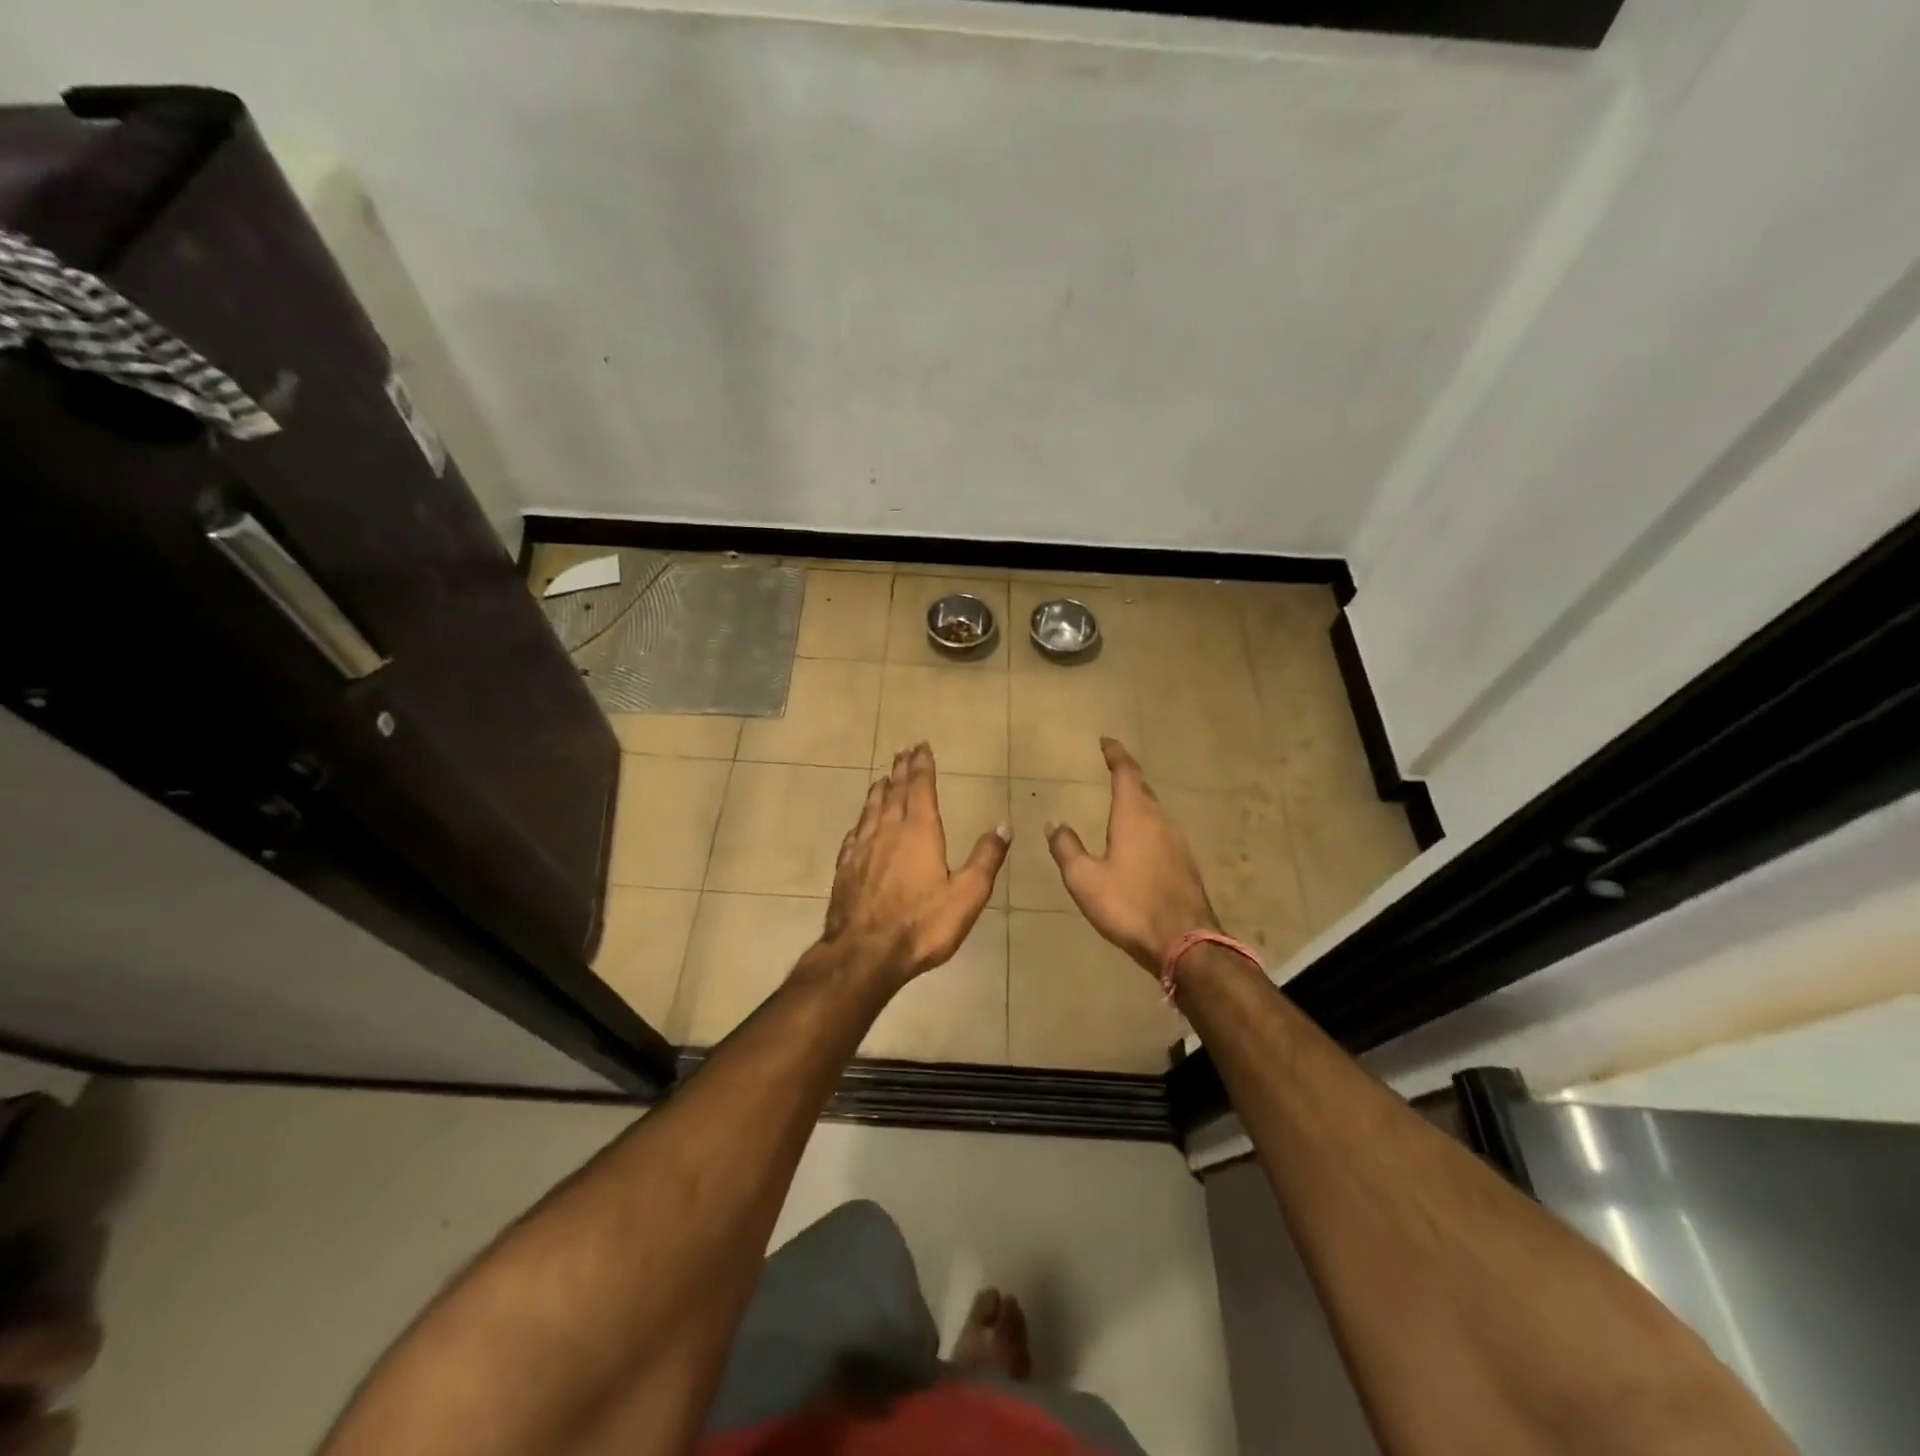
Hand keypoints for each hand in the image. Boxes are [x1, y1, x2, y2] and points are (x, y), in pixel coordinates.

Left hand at [822, 742, 1010, 984]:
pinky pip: (854, 834)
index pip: (920, 789)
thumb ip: (986, 858)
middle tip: (902, 752)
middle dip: (900, 771)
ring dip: (879, 791)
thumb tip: (1002, 825)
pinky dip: (861, 821)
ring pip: (871, 810)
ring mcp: (862, 849)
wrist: (864, 954)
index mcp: (919, 832)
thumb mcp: (967, 895)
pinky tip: (860, 824)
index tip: (921, 746)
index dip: (922, 767)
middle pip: (894, 793)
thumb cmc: (922, 924)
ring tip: (882, 779)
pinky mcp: (845, 869)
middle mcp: (888, 832)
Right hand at [1047, 737, 1219, 975]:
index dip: (1116, 755)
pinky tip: (1139, 847)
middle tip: (1112, 772)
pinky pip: (1163, 835)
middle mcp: (1160, 822)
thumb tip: (1054, 822)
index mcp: (1135, 817)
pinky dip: (1147, 829)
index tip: (1106, 742)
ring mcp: (1178, 844)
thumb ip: (1067, 848)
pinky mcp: (1186, 866)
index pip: (1126, 773)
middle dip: (1127, 779)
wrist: (1185, 943)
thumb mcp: (1084, 879)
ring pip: (1155, 813)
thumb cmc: (1129, 905)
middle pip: (1143, 791)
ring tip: (1121, 809)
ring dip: (1138, 805)